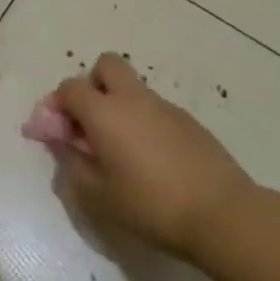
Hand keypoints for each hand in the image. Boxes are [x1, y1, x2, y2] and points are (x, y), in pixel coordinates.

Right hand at [23, 54, 255, 261]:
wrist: (222, 214)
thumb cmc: (150, 205)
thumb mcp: (98, 194)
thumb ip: (72, 162)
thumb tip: (61, 141)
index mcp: (105, 112)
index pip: (70, 87)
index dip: (57, 104)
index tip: (58, 131)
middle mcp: (133, 99)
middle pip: (106, 65)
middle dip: (93, 85)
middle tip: (92, 123)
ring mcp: (165, 107)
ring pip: (133, 89)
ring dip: (120, 106)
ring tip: (125, 151)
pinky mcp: (190, 122)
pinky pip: (156, 109)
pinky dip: (145, 122)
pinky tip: (154, 161)